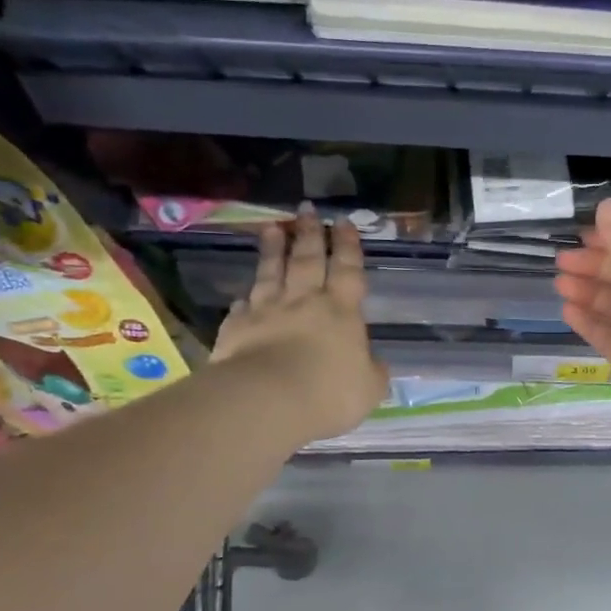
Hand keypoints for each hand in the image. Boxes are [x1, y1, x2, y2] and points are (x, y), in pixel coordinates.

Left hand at [211, 207, 388, 442]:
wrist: (267, 401)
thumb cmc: (328, 393)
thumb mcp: (369, 388)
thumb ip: (373, 371)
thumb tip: (373, 363)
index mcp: (341, 311)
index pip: (347, 270)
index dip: (347, 246)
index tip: (343, 222)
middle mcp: (304, 302)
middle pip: (307, 260)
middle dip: (309, 233)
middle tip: (307, 209)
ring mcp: (267, 311)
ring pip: (271, 272)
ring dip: (272, 249)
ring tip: (272, 228)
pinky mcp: (237, 328)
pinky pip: (242, 306)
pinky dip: (245, 297)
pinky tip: (243, 293)